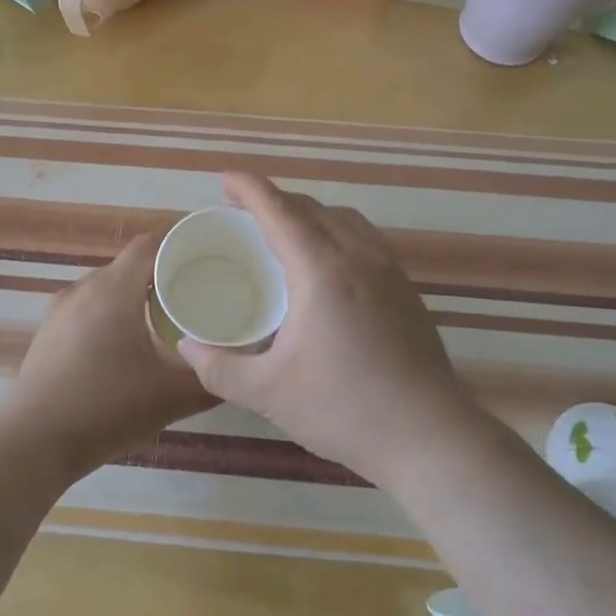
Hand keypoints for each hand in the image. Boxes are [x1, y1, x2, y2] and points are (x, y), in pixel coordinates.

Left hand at [0, 233, 213, 477]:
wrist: (32, 444)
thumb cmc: (106, 408)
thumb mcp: (170, 398)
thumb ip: (209, 380)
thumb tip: (236, 370)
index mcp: (114, 289)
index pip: (150, 244)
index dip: (180, 246)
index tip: (208, 260)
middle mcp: (84, 288)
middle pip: (130, 266)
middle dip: (162, 276)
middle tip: (195, 295)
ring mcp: (60, 310)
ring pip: (107, 288)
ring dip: (135, 298)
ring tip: (164, 322)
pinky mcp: (48, 333)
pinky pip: (88, 309)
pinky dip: (111, 316)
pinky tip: (125, 349)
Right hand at [177, 174, 475, 483]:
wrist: (429, 436)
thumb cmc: (344, 409)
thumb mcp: (269, 393)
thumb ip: (220, 369)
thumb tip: (185, 348)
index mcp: (321, 271)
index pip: (280, 211)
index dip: (250, 189)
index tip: (225, 179)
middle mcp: (358, 257)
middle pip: (312, 208)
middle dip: (274, 200)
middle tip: (243, 211)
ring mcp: (388, 270)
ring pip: (344, 219)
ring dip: (309, 213)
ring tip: (284, 231)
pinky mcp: (406, 289)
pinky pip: (365, 238)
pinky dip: (337, 231)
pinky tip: (328, 264)